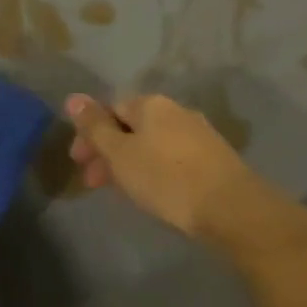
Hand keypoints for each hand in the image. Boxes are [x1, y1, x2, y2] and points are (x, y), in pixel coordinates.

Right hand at [64, 92, 266, 240]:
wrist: (233, 209)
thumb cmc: (167, 178)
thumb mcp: (121, 154)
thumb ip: (95, 127)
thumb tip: (73, 97)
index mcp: (150, 104)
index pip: (110, 108)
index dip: (89, 134)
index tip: (79, 162)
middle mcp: (175, 111)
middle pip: (131, 126)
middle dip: (108, 151)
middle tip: (94, 182)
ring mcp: (198, 134)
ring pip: (151, 144)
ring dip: (130, 163)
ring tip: (122, 192)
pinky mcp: (213, 159)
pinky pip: (171, 158)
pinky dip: (154, 170)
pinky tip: (153, 192)